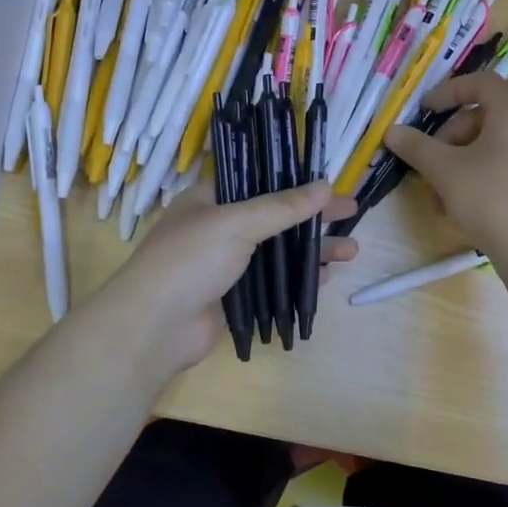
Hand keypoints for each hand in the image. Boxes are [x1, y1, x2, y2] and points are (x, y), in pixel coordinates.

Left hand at [101, 180, 358, 376]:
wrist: (155, 327)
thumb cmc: (190, 260)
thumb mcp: (237, 223)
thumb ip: (282, 207)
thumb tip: (326, 187)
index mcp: (211, 199)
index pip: (258, 180)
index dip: (294, 179)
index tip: (328, 182)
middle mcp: (220, 227)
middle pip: (276, 216)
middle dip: (314, 217)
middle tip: (352, 213)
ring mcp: (228, 264)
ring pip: (279, 250)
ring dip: (313, 249)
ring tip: (351, 251)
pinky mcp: (236, 295)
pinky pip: (275, 281)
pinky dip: (300, 277)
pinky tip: (326, 277)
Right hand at [382, 71, 507, 268]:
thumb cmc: (489, 198)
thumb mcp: (445, 170)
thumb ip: (417, 147)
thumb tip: (392, 132)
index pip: (482, 82)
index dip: (450, 90)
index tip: (426, 110)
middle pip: (480, 118)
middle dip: (447, 139)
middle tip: (427, 164)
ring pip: (485, 148)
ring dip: (454, 166)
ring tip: (436, 198)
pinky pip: (497, 168)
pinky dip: (472, 179)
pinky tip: (453, 210)